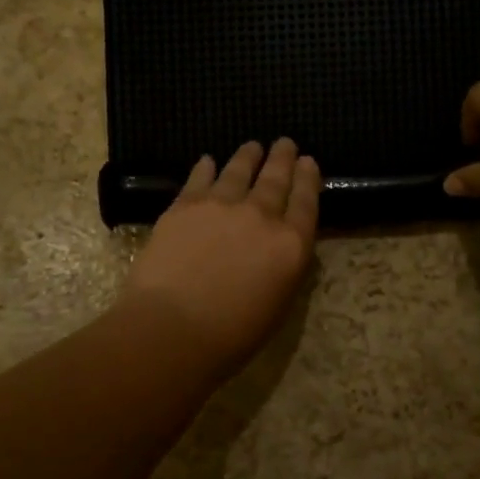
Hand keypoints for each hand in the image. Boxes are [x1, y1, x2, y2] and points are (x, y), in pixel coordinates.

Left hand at [119, 139, 320, 372]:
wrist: (171, 328)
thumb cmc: (231, 335)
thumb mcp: (278, 306)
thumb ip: (284, 269)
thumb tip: (282, 247)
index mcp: (291, 245)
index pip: (306, 202)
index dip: (308, 178)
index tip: (308, 161)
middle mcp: (261, 216)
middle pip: (276, 179)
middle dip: (282, 158)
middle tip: (285, 143)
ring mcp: (221, 206)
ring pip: (239, 171)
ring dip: (248, 156)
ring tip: (252, 146)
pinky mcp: (184, 206)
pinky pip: (200, 179)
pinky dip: (206, 168)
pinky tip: (208, 161)